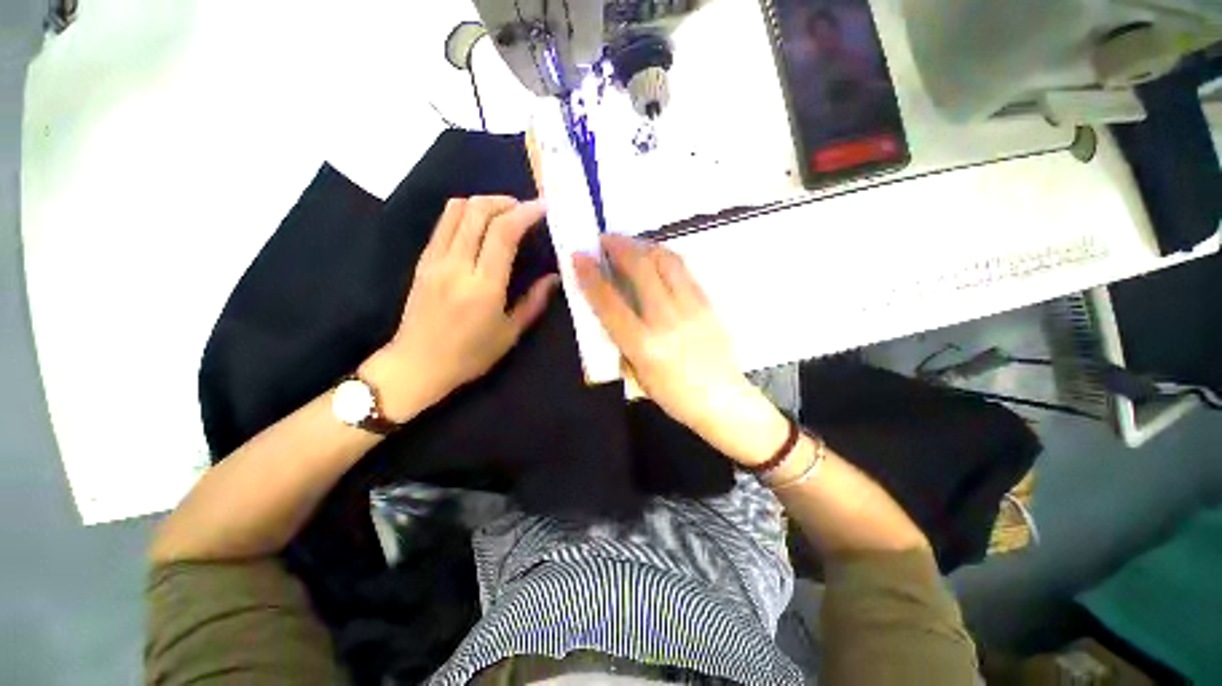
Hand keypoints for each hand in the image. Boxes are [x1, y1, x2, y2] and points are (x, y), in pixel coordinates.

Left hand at [362, 196, 558, 420]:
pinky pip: (444, 223)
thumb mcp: (510, 333)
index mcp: (483, 286)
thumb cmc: (470, 355)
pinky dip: (466, 214)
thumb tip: (554, 278)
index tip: (543, 207)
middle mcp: (457, 265)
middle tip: (525, 209)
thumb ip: (534, 302)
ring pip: (456, 209)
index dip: (525, 213)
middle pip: (478, 210)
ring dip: (484, 203)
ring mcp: (435, 259)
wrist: (417, 364)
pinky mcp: (423, 260)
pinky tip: (480, 227)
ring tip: (504, 214)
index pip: (503, 232)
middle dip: (506, 201)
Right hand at [574, 235, 788, 465]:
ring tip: (629, 243)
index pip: (610, 302)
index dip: (591, 276)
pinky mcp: (709, 303)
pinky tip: (655, 256)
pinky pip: (685, 270)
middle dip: (618, 246)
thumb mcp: (637, 375)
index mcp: (644, 346)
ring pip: (666, 261)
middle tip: (604, 239)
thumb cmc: (675, 396)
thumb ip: (621, 340)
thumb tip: (611, 308)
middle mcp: (667, 321)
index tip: (578, 256)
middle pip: (641, 269)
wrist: (723, 400)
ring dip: (643, 245)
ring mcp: (692, 308)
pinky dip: (665, 257)